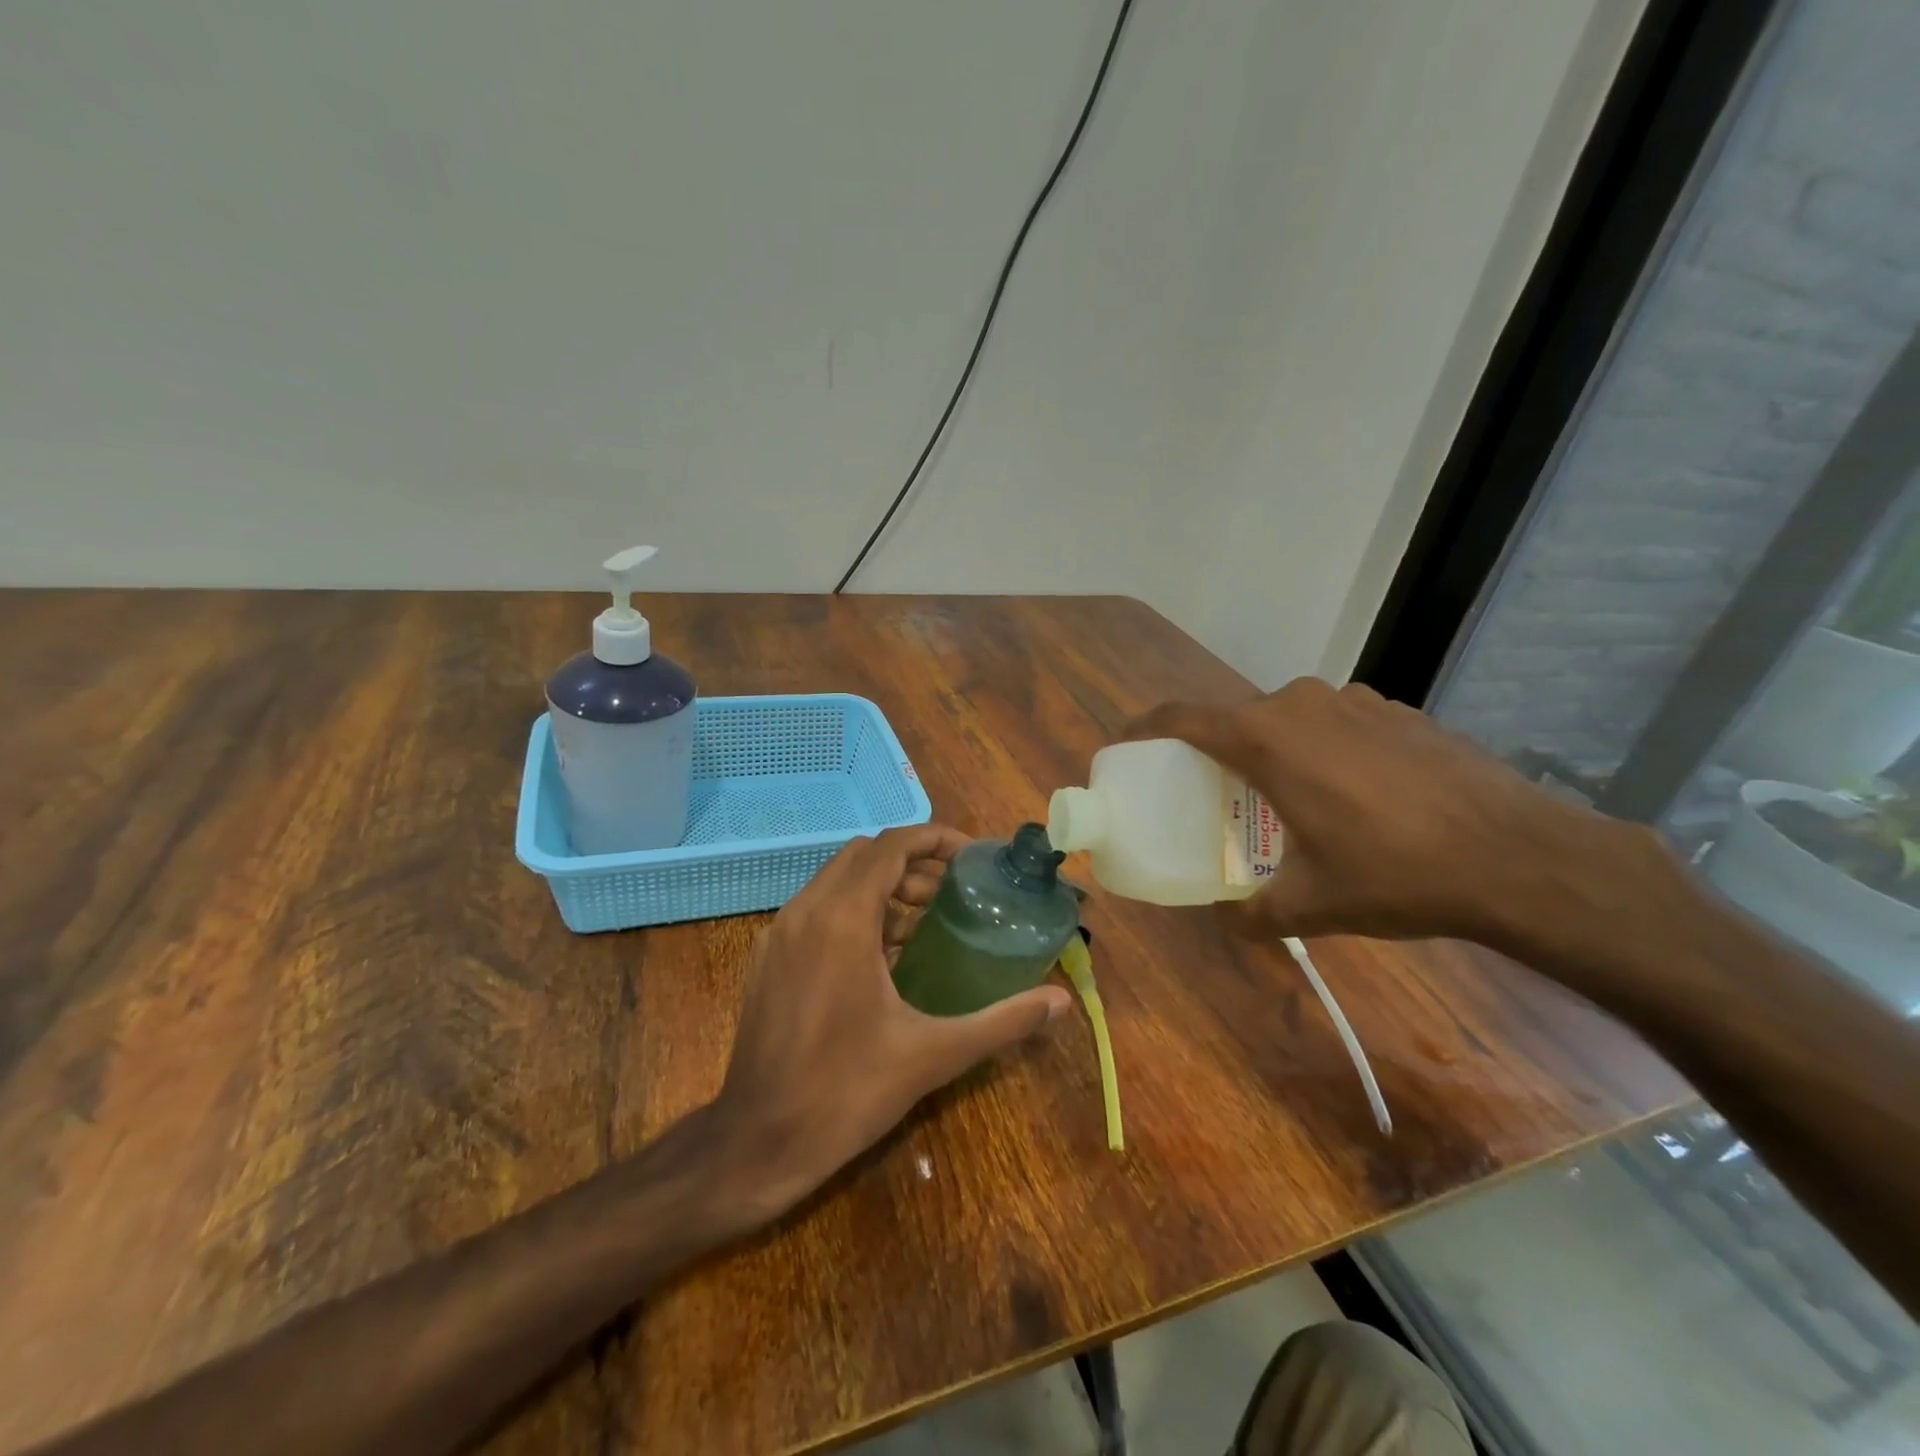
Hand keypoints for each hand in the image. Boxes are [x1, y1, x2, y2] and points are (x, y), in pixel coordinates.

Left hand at [709, 824, 1071, 1219]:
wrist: (756, 1143)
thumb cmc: (846, 1092)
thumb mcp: (933, 1054)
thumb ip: (1001, 1022)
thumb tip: (1060, 1002)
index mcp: (842, 919)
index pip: (891, 845)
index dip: (935, 839)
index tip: (972, 858)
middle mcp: (805, 911)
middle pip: (866, 856)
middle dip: (914, 863)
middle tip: (955, 893)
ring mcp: (779, 933)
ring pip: (838, 880)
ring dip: (884, 887)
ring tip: (927, 925)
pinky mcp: (767, 957)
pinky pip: (817, 910)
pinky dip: (855, 911)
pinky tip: (883, 958)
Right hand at [1123, 679, 1640, 948]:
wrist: (1518, 856)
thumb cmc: (1395, 873)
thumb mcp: (1311, 905)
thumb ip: (1254, 914)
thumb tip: (1231, 921)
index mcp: (1264, 738)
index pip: (1181, 717)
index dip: (1145, 727)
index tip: (1126, 746)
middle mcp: (1300, 704)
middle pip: (1235, 719)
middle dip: (1213, 750)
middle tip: (1208, 792)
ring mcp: (1353, 701)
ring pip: (1286, 718)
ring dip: (1270, 748)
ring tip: (1280, 795)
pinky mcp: (1395, 709)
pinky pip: (1332, 721)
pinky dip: (1319, 747)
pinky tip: (1348, 792)